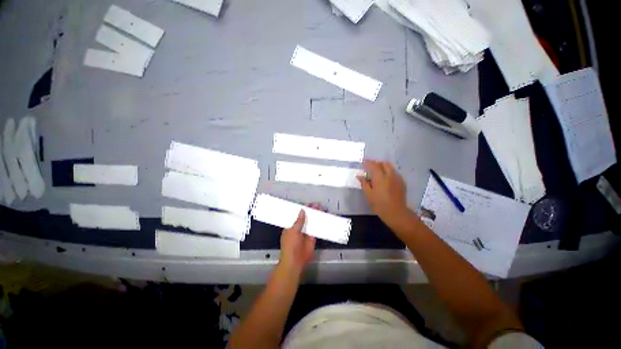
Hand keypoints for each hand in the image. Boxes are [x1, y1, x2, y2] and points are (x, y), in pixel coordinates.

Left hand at [279, 207, 316, 274]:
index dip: (302, 209)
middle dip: (310, 211)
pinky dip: (320, 223)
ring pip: (311, 221)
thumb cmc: (290, 245)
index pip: (297, 215)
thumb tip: (302, 210)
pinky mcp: (312, 237)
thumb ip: (298, 221)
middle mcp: (299, 227)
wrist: (295, 261)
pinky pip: (316, 228)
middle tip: (316, 205)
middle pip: (305, 217)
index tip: (308, 204)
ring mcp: (306, 232)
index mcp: (291, 225)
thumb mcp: (293, 231)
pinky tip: (323, 218)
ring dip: (316, 215)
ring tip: (321, 208)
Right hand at [357, 160, 411, 226]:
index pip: (373, 165)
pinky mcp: (402, 182)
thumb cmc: (379, 204)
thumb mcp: (368, 195)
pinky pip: (394, 172)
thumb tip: (359, 176)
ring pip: (390, 167)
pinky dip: (388, 171)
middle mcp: (390, 175)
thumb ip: (364, 183)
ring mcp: (397, 178)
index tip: (363, 162)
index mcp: (380, 177)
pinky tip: (385, 177)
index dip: (367, 162)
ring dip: (383, 166)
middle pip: (383, 163)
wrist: (396, 212)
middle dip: (376, 163)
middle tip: (369, 166)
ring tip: (377, 171)